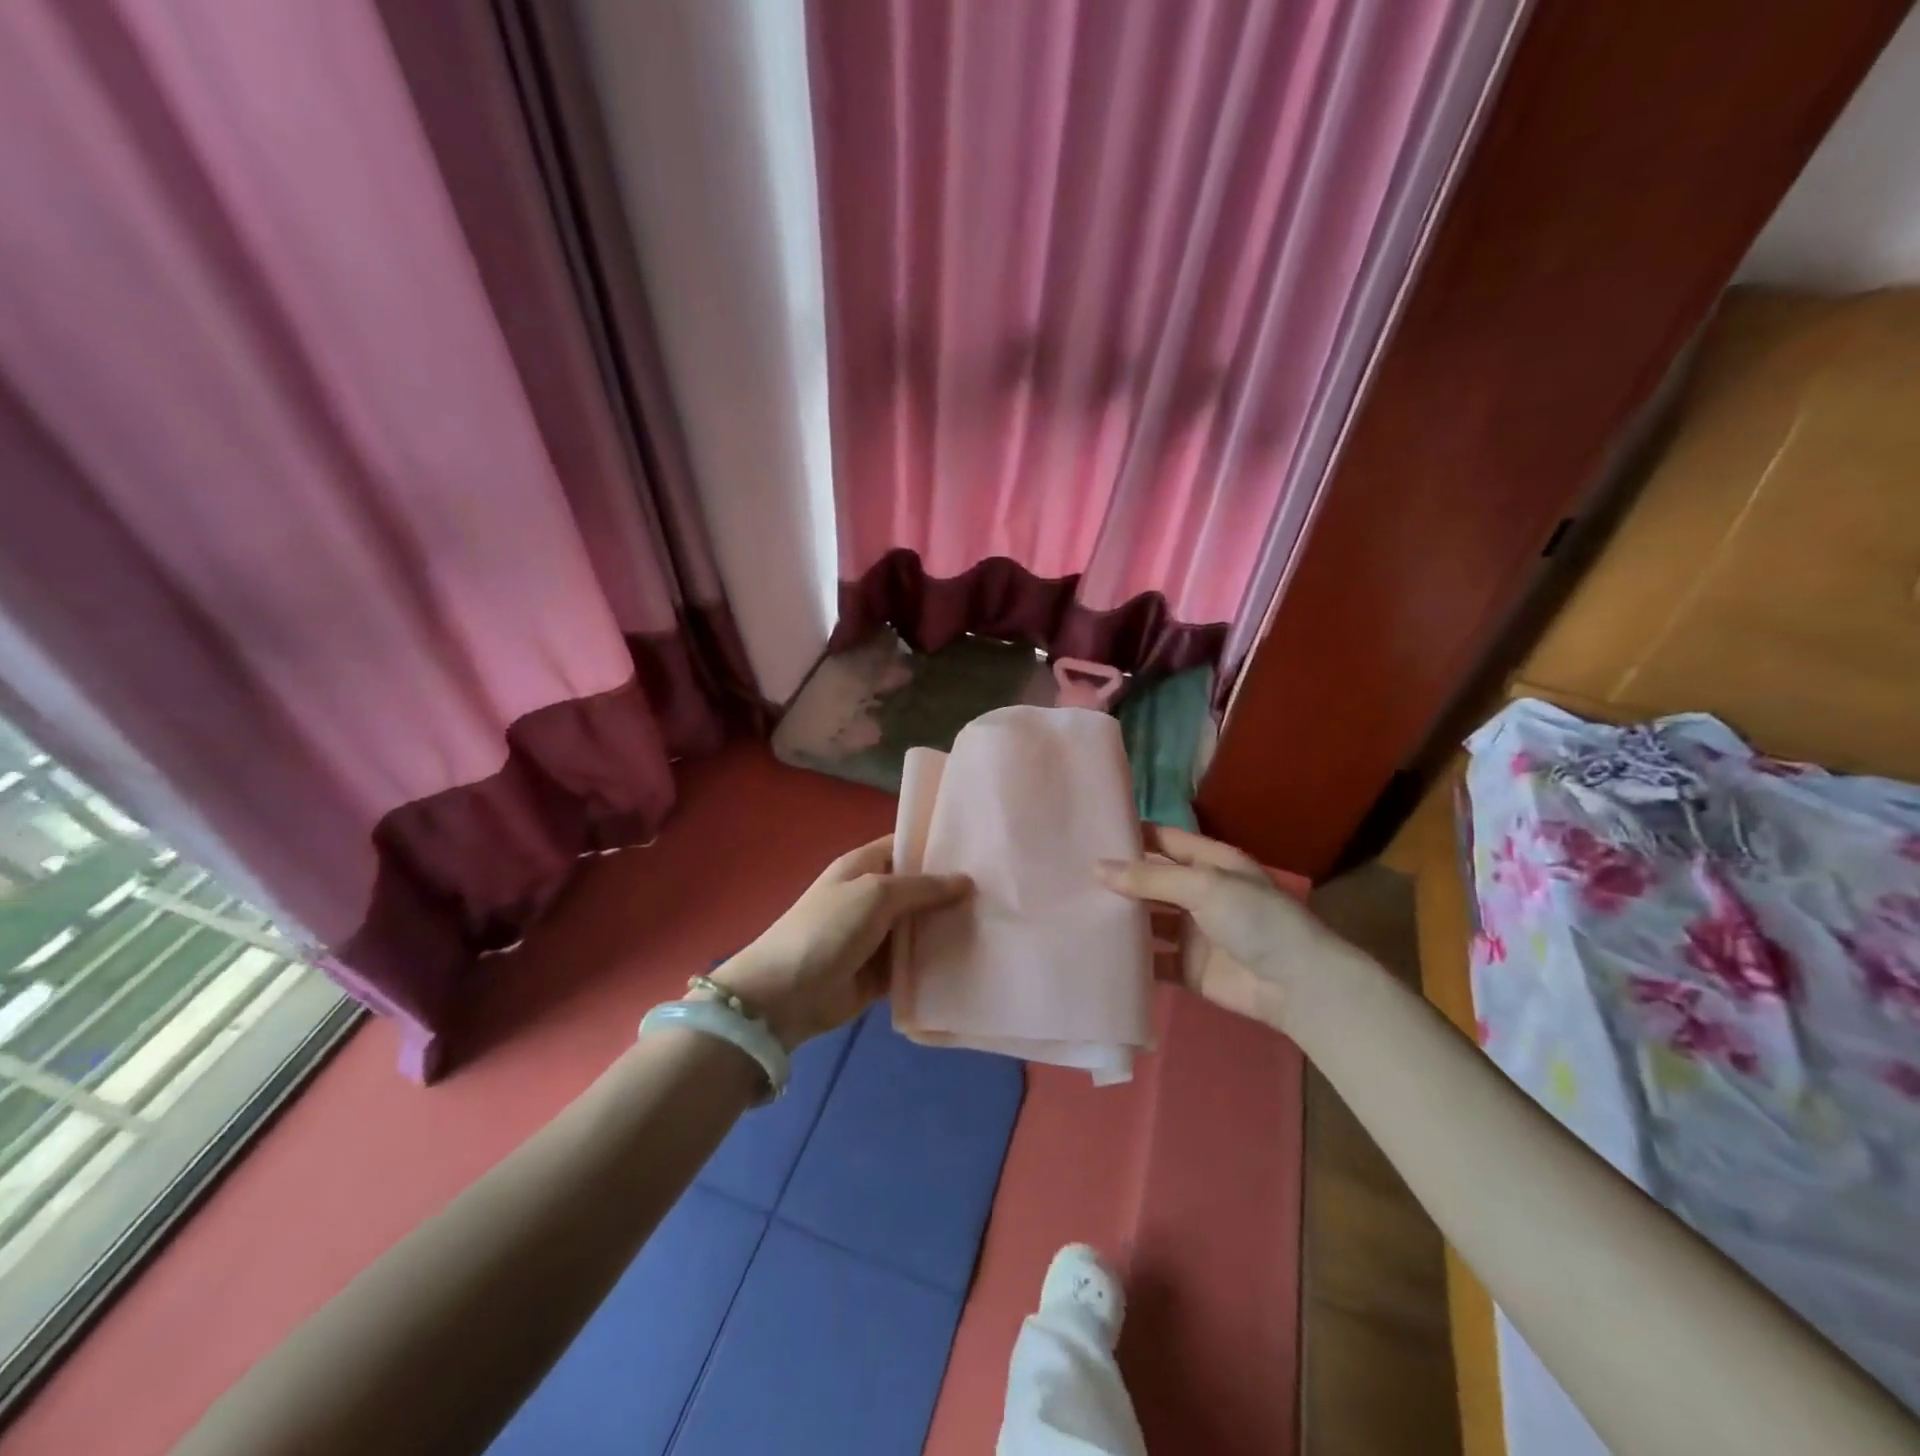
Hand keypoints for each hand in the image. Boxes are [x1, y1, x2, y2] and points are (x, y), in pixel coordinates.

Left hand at [709, 835, 972, 1049]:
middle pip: (921, 888)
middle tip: (1002, 891)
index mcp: (865, 866)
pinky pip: (918, 961)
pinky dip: (938, 961)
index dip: (940, 847)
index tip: (982, 850)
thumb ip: (922, 887)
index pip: (908, 846)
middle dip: (954, 891)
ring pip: (923, 926)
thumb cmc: (828, 929)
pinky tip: (975, 958)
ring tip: (998, 924)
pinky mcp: (883, 971)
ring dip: (950, 927)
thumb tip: (966, 880)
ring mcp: (879, 934)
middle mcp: (873, 896)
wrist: (786, 995)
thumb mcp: (875, 894)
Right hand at [1096, 824, 1335, 1031]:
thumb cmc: (1255, 919)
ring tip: (1073, 910)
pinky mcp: (1187, 968)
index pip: (1163, 840)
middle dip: (1118, 879)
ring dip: (1120, 918)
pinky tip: (1096, 951)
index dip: (1130, 836)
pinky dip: (1129, 957)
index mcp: (1210, 863)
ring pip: (1148, 920)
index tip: (1088, 833)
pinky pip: (1151, 959)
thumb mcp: (1204, 885)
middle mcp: (1199, 893)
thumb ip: (1150, 877)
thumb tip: (1097, 868)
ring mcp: (1192, 932)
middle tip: (1069, 874)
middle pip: (1151, 880)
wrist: (1296, 985)